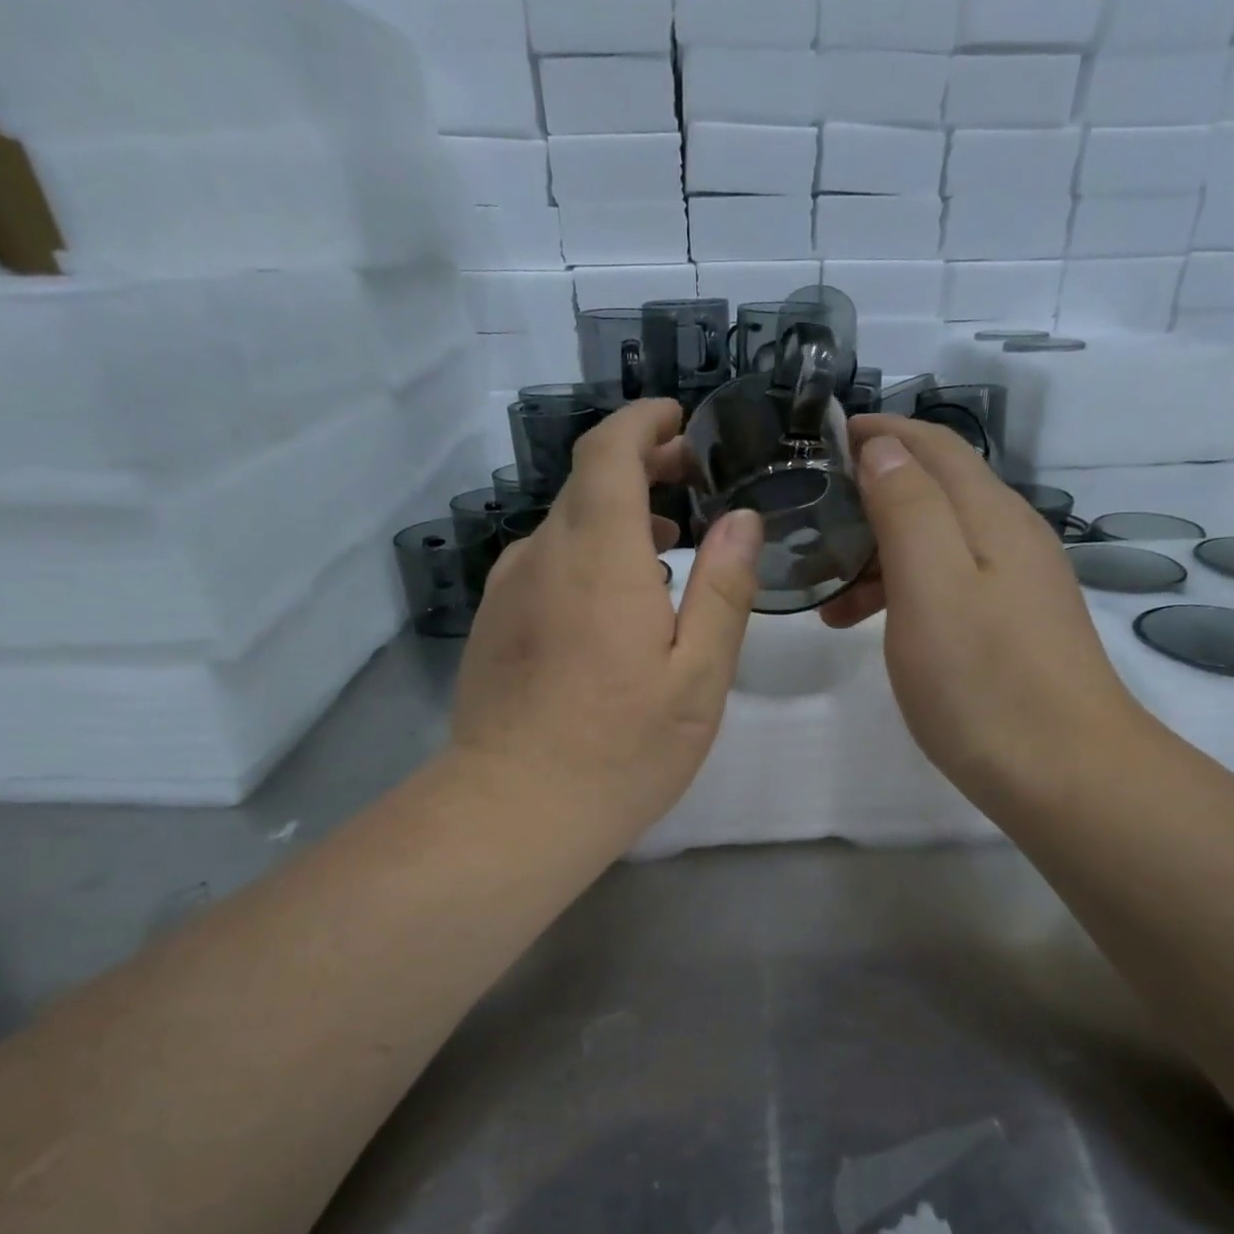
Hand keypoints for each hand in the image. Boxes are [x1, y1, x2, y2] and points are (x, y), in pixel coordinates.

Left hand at [451, 399, 762, 849]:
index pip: (609, 450)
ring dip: (615, 518)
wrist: (514, 811)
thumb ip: (723, 590)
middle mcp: (543, 556)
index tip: (680, 422)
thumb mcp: (698, 677)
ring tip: (666, 548)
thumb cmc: (622, 749)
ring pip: (565, 526)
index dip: (643, 422)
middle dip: (640, 467)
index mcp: (598, 557)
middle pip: (586, 482)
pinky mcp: (494, 623)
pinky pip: (544, 564)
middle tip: (692, 484)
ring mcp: (509, 590)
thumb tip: (740, 520)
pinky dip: (585, 555)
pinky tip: (615, 603)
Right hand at [820, 416, 1145, 812]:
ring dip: (879, 553)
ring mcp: (1015, 585)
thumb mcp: (930, 587)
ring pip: (936, 542)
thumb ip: (907, 509)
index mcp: (990, 516)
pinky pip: (947, 584)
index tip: (818, 441)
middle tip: (809, 522)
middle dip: (869, 494)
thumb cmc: (984, 682)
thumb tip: (883, 449)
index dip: (878, 433)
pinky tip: (874, 626)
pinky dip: (902, 591)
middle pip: (934, 491)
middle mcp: (1010, 537)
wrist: (1065, 775)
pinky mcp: (1011, 627)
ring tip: (825, 594)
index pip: (932, 446)